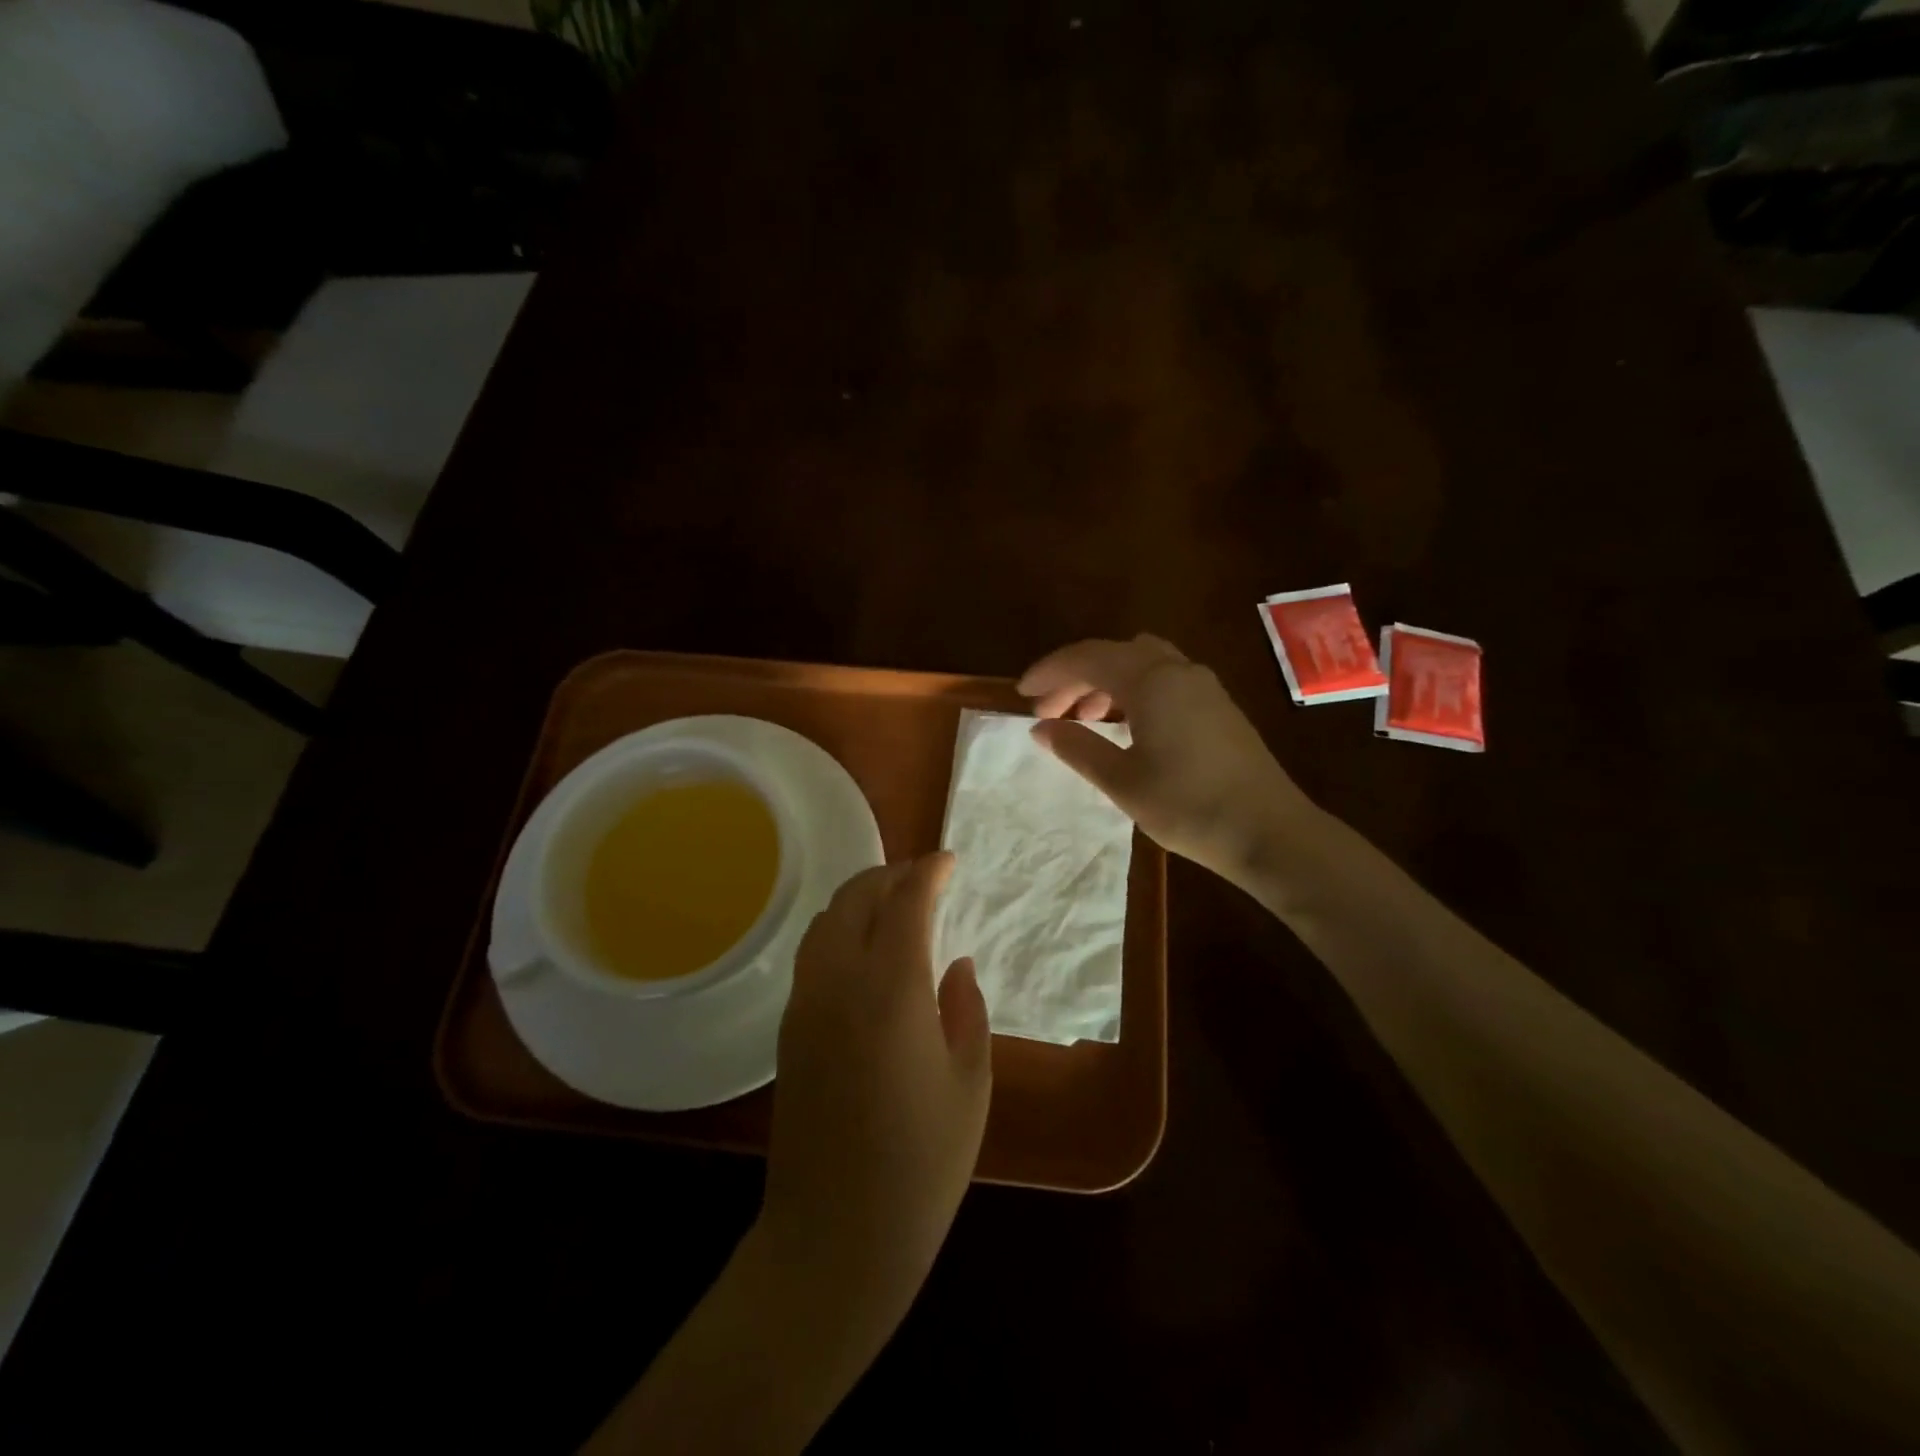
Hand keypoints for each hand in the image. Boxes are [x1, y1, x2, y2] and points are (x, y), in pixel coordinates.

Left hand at [761, 854, 991, 1318]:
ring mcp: (806, 1003)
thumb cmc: (921, 1166)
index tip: (950, 862)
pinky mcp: (788, 1028)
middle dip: (891, 875)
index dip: (929, 872)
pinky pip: (813, 952)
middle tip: (924, 877)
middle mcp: (840, 982)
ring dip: (860, 897)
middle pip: (856, 898)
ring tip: (893, 903)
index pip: (906, 903)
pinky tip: (863, 948)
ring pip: (826, 920)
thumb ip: (966, 1010)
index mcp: (892, 991)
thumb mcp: (970, 1084)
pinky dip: (839, 928)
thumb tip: (955, 964)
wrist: (834, 1238)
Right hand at [1020, 634, 1322, 886]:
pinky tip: (1125, 727)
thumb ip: (1078, 747)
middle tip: (1048, 713)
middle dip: (1076, 677)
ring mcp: (1203, 686)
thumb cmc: (1189, 807)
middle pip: (1114, 655)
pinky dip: (1134, 692)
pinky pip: (1164, 680)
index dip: (1050, 672)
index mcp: (1152, 680)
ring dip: (1106, 683)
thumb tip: (1042, 728)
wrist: (1270, 832)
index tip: (1022, 694)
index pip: (1087, 657)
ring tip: (1084, 719)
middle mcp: (1179, 670)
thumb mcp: (1122, 781)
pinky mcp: (1218, 706)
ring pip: (1141, 664)